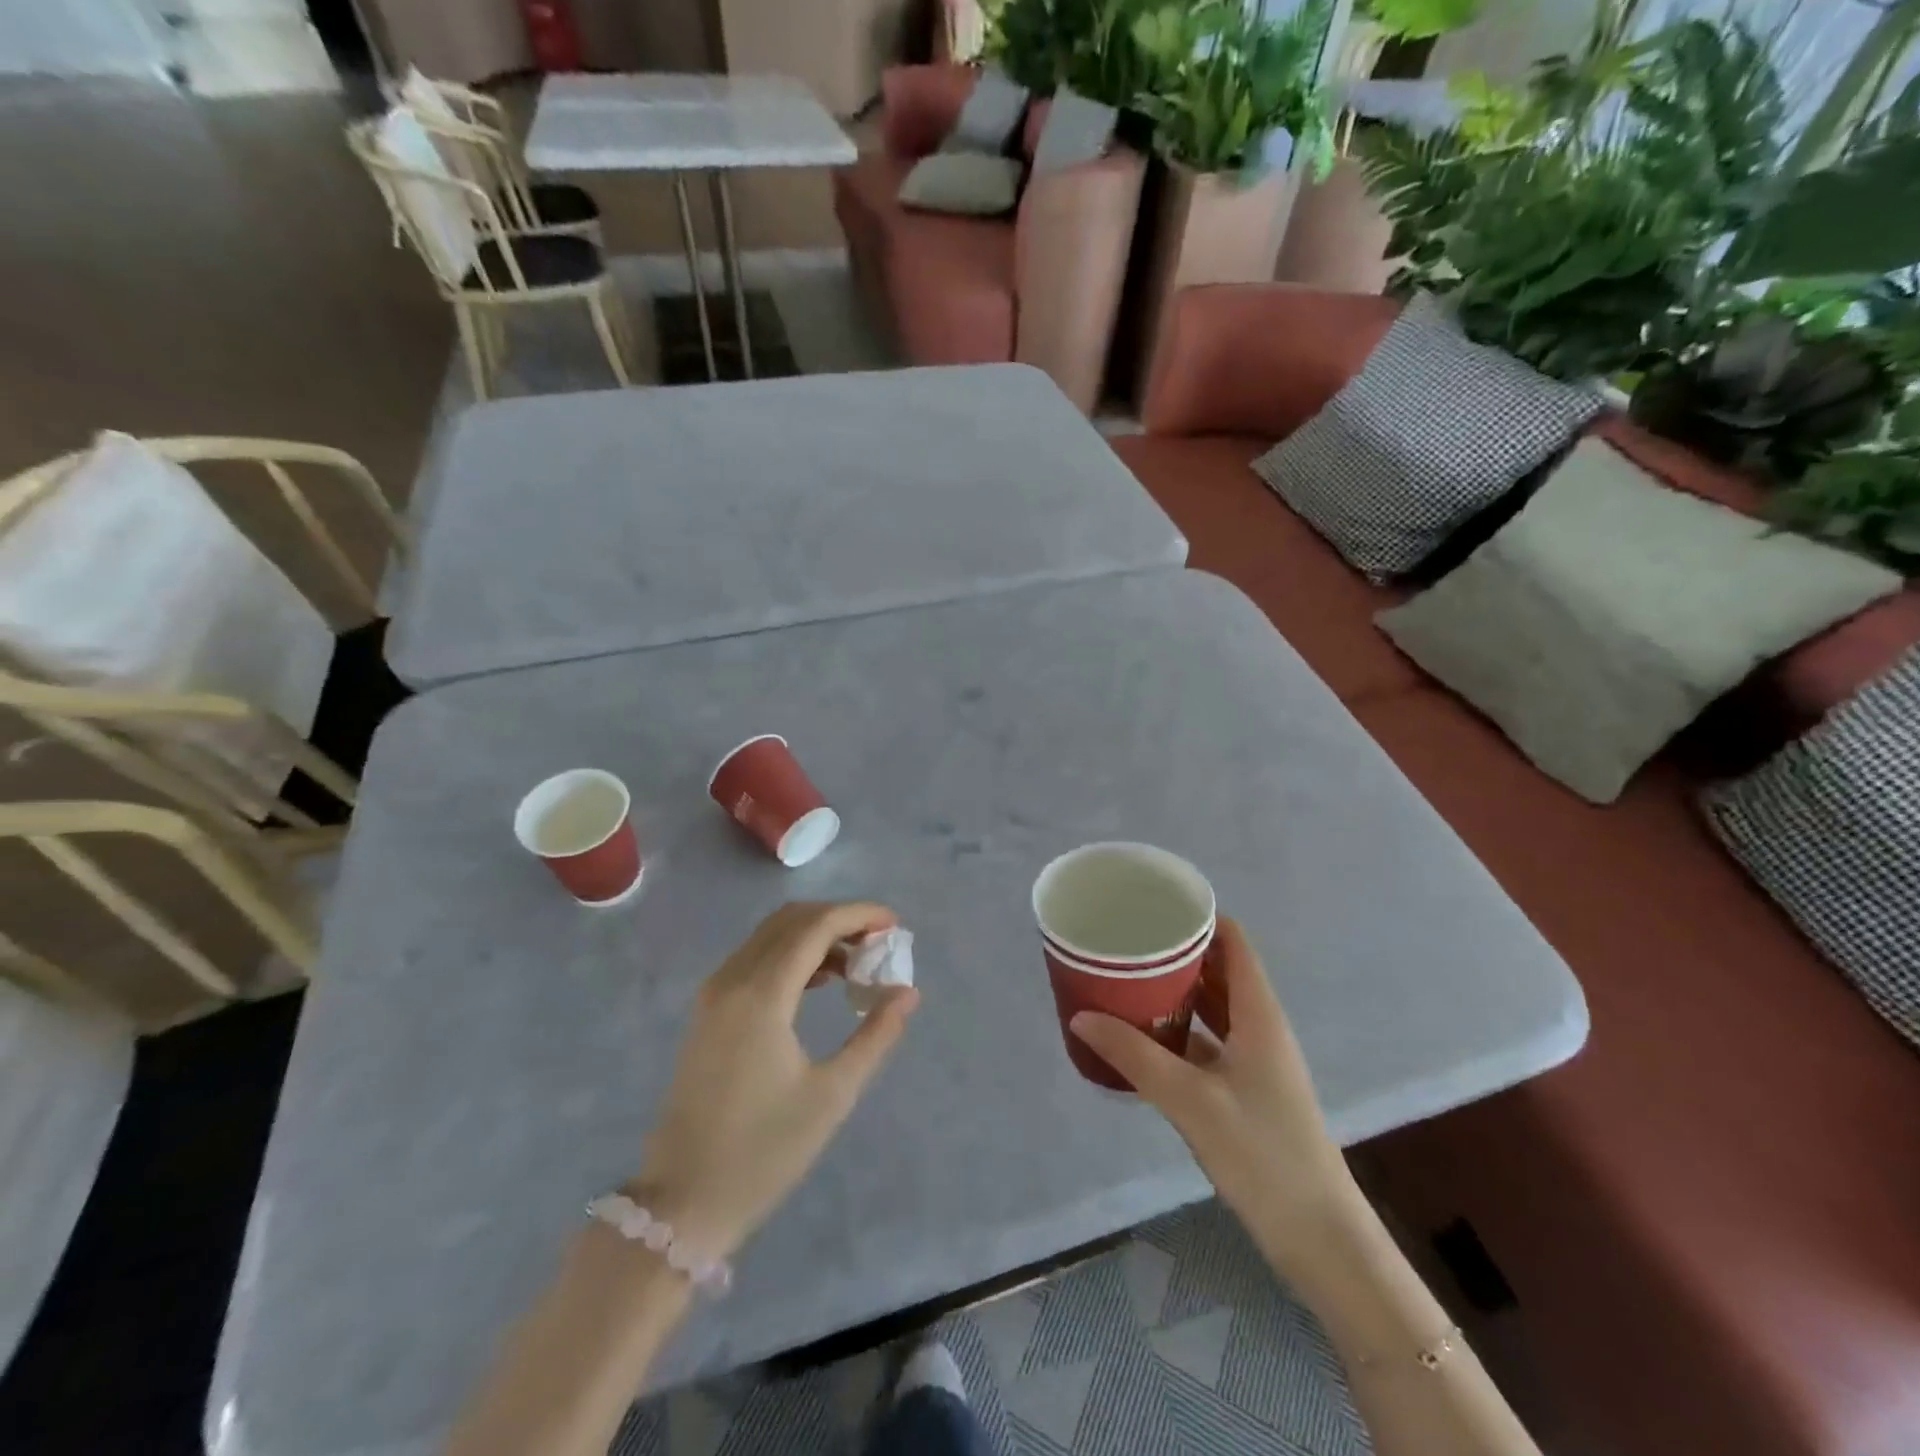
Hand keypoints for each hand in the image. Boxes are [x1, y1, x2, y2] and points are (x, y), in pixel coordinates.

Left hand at [633, 902, 919, 1258]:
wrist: (682, 1201)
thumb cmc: (763, 1151)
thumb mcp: (832, 1095)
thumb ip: (876, 1035)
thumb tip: (907, 992)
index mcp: (761, 995)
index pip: (815, 926)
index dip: (858, 914)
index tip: (895, 924)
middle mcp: (732, 980)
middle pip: (792, 920)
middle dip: (840, 920)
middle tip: (879, 943)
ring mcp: (715, 993)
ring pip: (771, 935)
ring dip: (816, 935)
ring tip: (858, 964)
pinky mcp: (709, 1011)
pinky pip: (755, 958)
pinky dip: (792, 954)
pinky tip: (821, 983)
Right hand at [1069, 918, 1359, 1276]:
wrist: (1318, 1238)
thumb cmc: (1262, 1154)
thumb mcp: (1190, 1100)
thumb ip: (1135, 1056)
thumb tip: (1082, 1016)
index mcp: (1259, 1015)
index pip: (1235, 943)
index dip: (1201, 918)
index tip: (1156, 904)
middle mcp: (1259, 1028)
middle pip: (1219, 972)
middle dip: (1177, 953)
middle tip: (1128, 942)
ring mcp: (1254, 1062)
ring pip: (1213, 1009)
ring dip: (1177, 993)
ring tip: (1127, 980)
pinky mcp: (1245, 1091)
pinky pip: (1208, 1044)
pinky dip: (1179, 1032)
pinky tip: (1143, 1038)